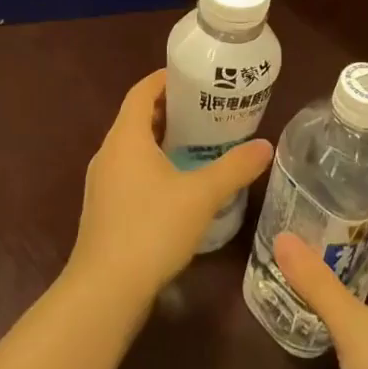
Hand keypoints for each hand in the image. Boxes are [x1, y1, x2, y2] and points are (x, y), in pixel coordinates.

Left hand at [68, 69, 272, 307]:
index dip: (165, 79)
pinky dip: (151, 164)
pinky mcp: (103, 208)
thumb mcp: (201, 196)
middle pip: (137, 117)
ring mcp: (102, 182)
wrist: (105, 291)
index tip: (194, 77)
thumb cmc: (152, 229)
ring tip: (197, 144)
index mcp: (126, 137)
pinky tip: (177, 185)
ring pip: (132, 146)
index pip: (142, 91)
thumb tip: (265, 146)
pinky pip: (128, 171)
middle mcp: (108, 152)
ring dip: (160, 139)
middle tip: (205, 110)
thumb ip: (234, 168)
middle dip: (169, 110)